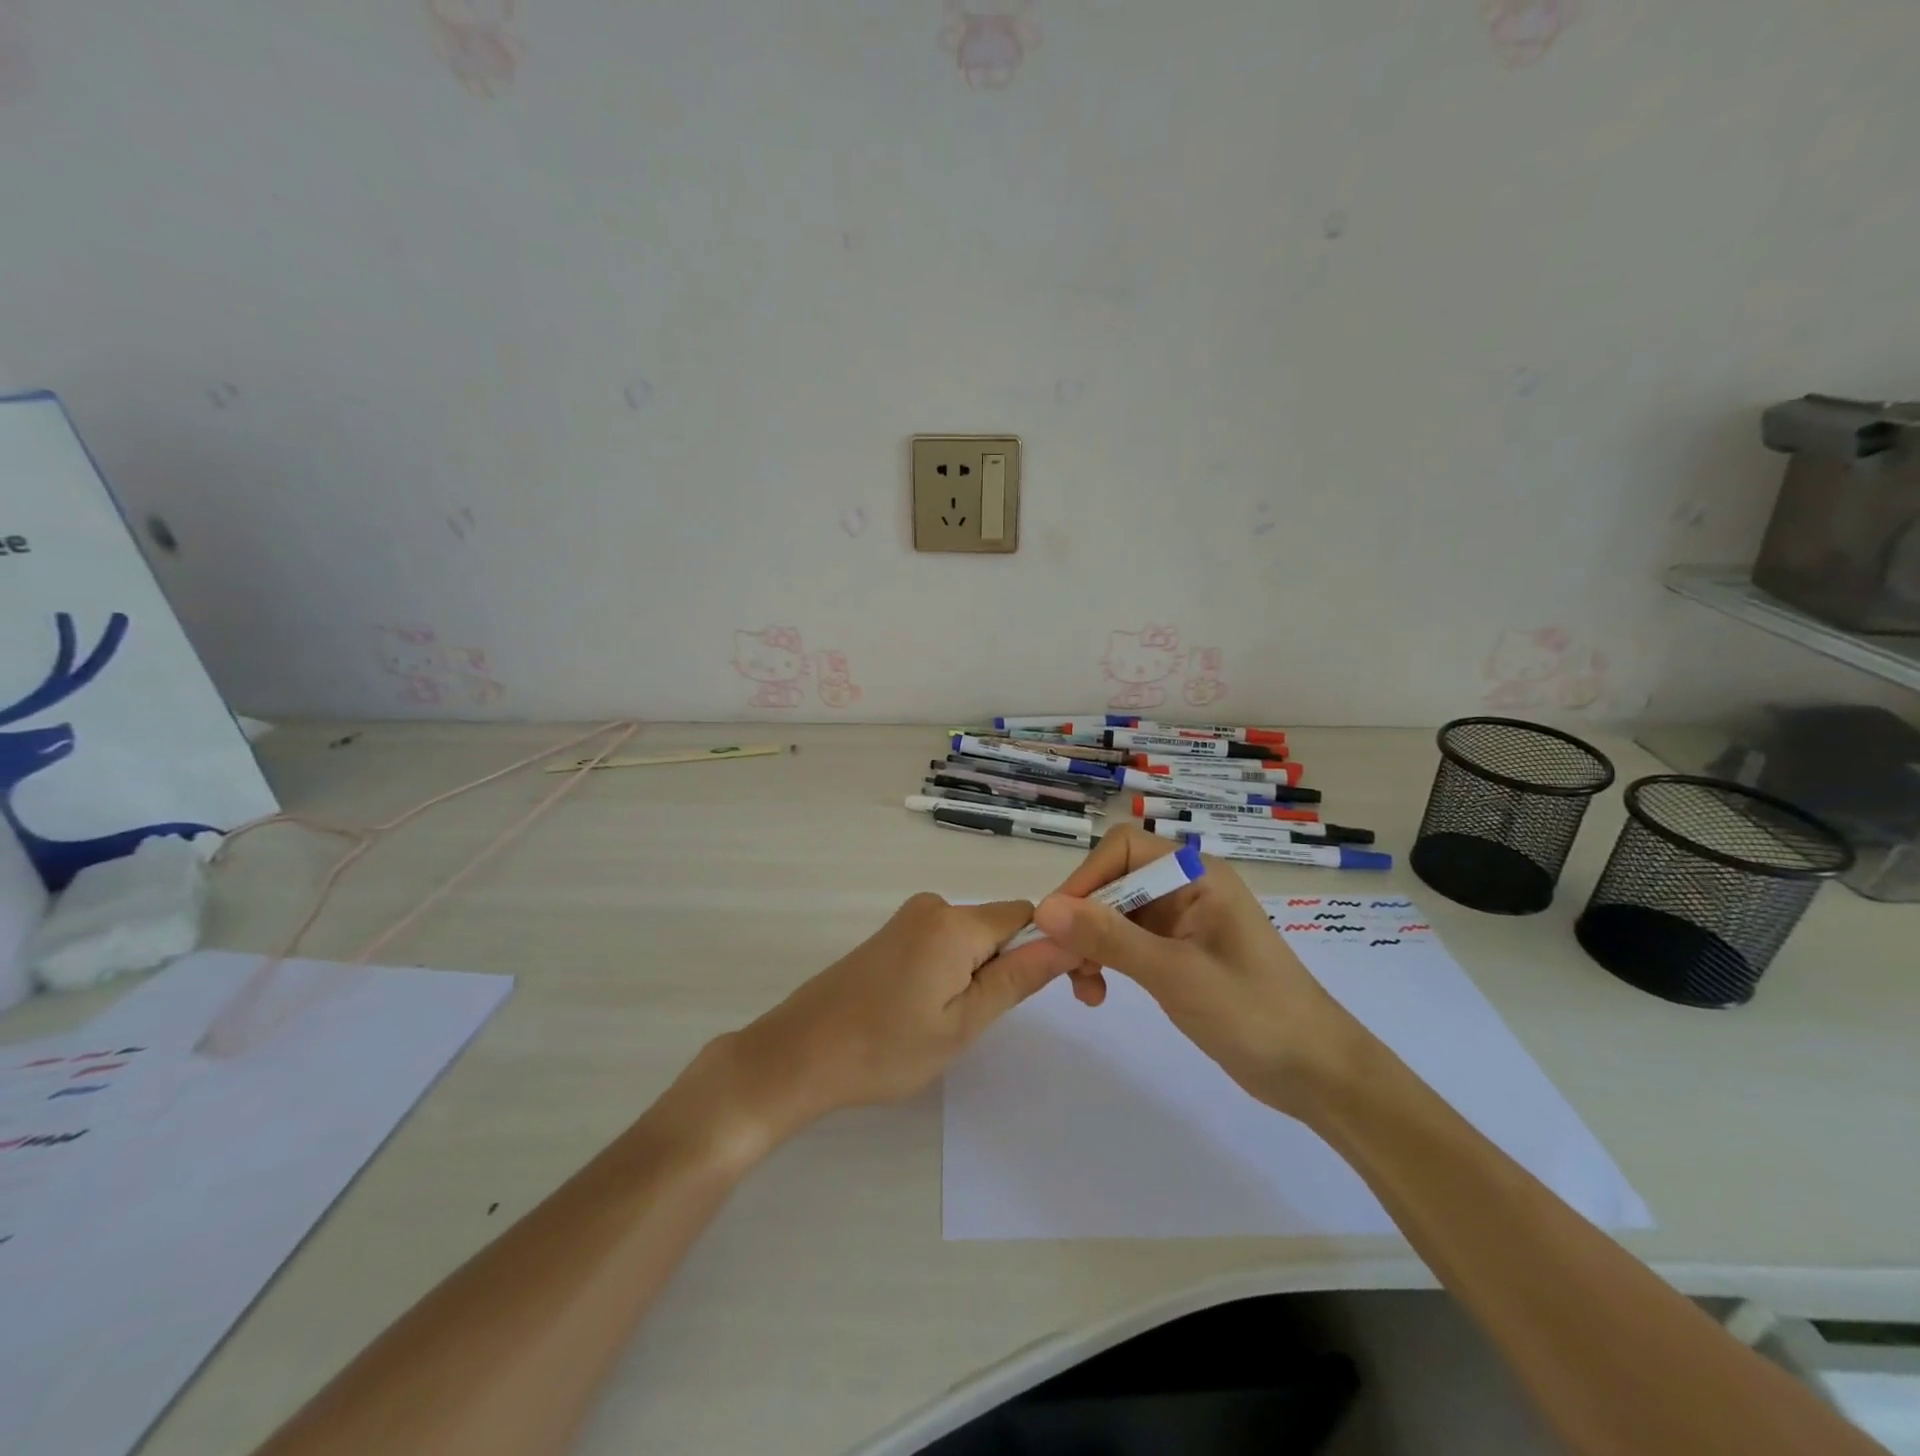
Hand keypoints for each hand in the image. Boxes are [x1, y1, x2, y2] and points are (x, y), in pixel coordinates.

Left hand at [714, 895, 1077, 1149]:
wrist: (798, 1054)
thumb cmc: (884, 1049)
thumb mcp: (962, 1023)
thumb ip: (1018, 978)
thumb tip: (1070, 940)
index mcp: (954, 923)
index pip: (1029, 915)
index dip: (1055, 946)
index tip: (1070, 991)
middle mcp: (934, 906)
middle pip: (1000, 925)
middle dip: (1017, 964)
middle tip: (999, 1021)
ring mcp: (909, 918)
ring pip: (973, 937)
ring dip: (984, 972)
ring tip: (957, 1023)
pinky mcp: (893, 934)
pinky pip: (946, 942)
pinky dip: (957, 969)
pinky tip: (933, 1009)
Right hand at [1032, 825, 1367, 1116]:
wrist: (1317, 1074)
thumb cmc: (1254, 1013)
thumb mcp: (1175, 974)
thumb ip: (1109, 938)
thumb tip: (1045, 908)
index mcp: (1195, 875)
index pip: (1122, 850)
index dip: (1085, 879)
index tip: (1058, 924)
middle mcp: (1186, 887)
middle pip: (1113, 882)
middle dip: (1083, 921)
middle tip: (1065, 969)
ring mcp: (1182, 921)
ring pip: (1114, 915)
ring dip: (1091, 946)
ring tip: (1084, 990)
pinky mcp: (1179, 952)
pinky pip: (1127, 942)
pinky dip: (1106, 962)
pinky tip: (1098, 994)